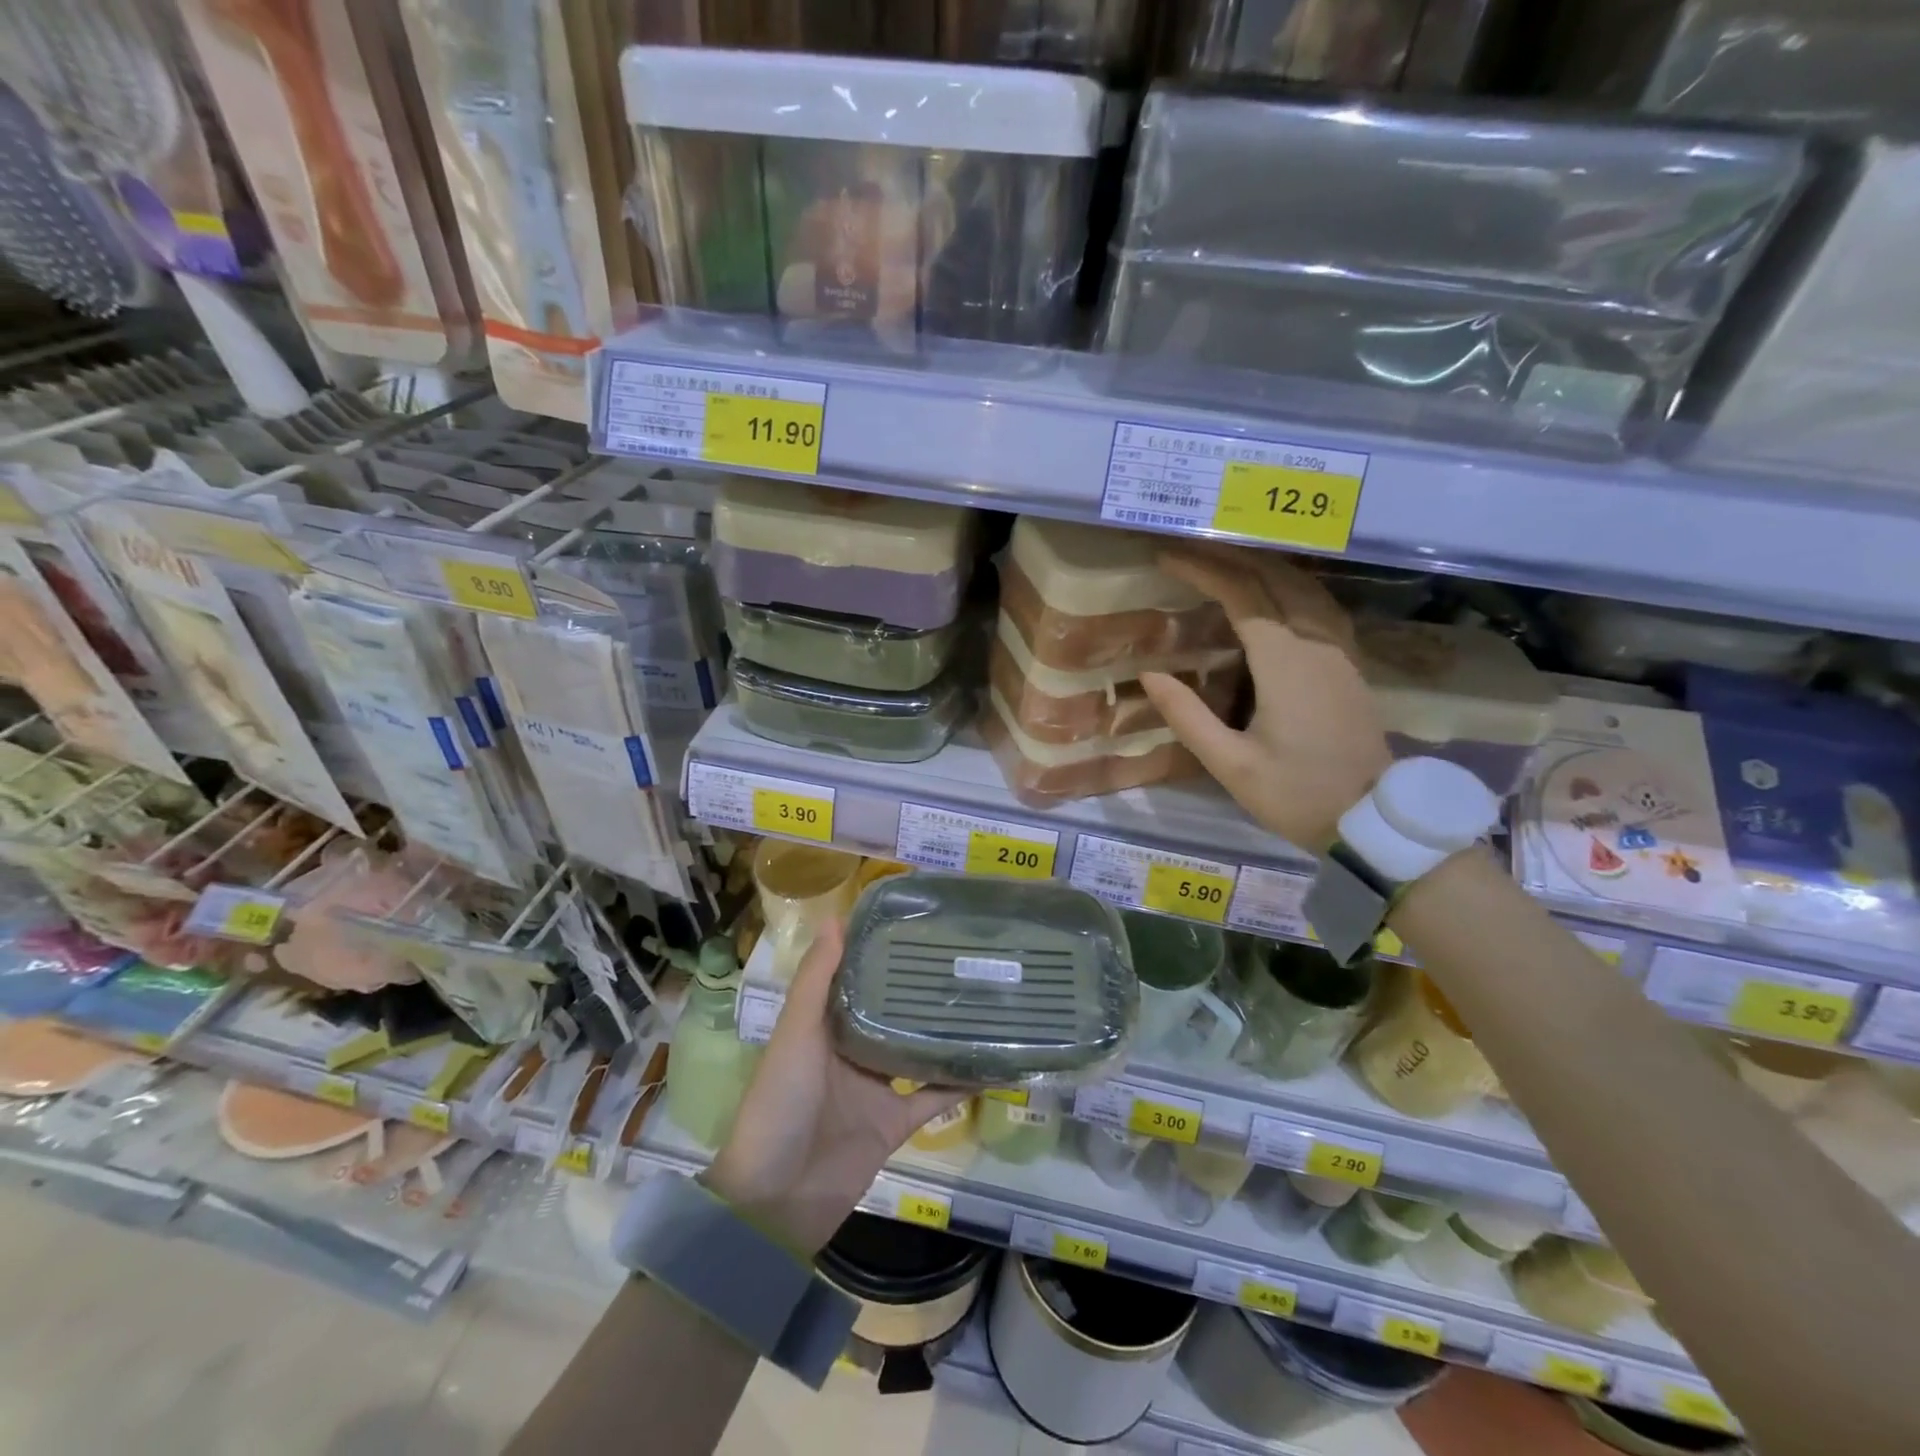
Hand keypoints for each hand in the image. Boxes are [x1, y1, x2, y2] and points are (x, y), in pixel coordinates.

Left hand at [705, 919, 963, 1254]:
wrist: (776, 1201)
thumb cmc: (780, 1103)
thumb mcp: (796, 1034)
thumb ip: (816, 981)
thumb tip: (836, 919)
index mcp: (825, 1026)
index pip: (859, 978)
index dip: (883, 952)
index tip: (918, 922)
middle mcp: (853, 1050)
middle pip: (893, 1012)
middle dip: (922, 988)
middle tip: (965, 955)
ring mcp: (876, 1088)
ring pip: (918, 1050)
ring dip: (945, 1031)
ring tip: (985, 997)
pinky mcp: (896, 1124)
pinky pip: (935, 1098)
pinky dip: (961, 1083)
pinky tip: (994, 1061)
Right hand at [1141, 544, 1390, 853]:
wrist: (1373, 819)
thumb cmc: (1297, 794)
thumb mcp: (1231, 765)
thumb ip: (1187, 717)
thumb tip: (1149, 674)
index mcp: (1286, 662)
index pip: (1241, 595)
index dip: (1203, 570)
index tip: (1167, 557)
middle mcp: (1316, 643)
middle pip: (1274, 578)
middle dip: (1228, 557)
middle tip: (1187, 549)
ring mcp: (1339, 651)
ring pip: (1302, 587)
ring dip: (1260, 566)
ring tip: (1222, 561)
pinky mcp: (1349, 664)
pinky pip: (1318, 606)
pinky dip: (1287, 586)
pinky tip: (1272, 594)